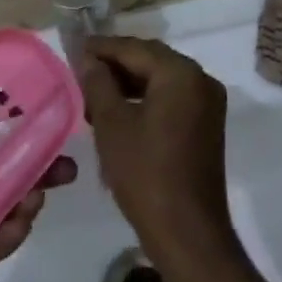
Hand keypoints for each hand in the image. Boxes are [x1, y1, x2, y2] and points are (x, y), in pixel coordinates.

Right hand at [79, 37, 240, 278]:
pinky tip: (119, 113)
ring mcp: (208, 103)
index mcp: (181, 73)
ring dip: (128, 84)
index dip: (102, 48)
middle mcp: (201, 79)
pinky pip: (172, 99)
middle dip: (115, 65)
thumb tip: (90, 60)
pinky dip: (146, 99)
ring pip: (161, 80)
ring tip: (92, 96)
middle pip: (151, 60)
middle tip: (80, 70)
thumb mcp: (112, 125)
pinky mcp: (206, 125)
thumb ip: (99, 84)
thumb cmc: (146, 174)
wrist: (187, 233)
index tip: (74, 48)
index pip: (135, 48)